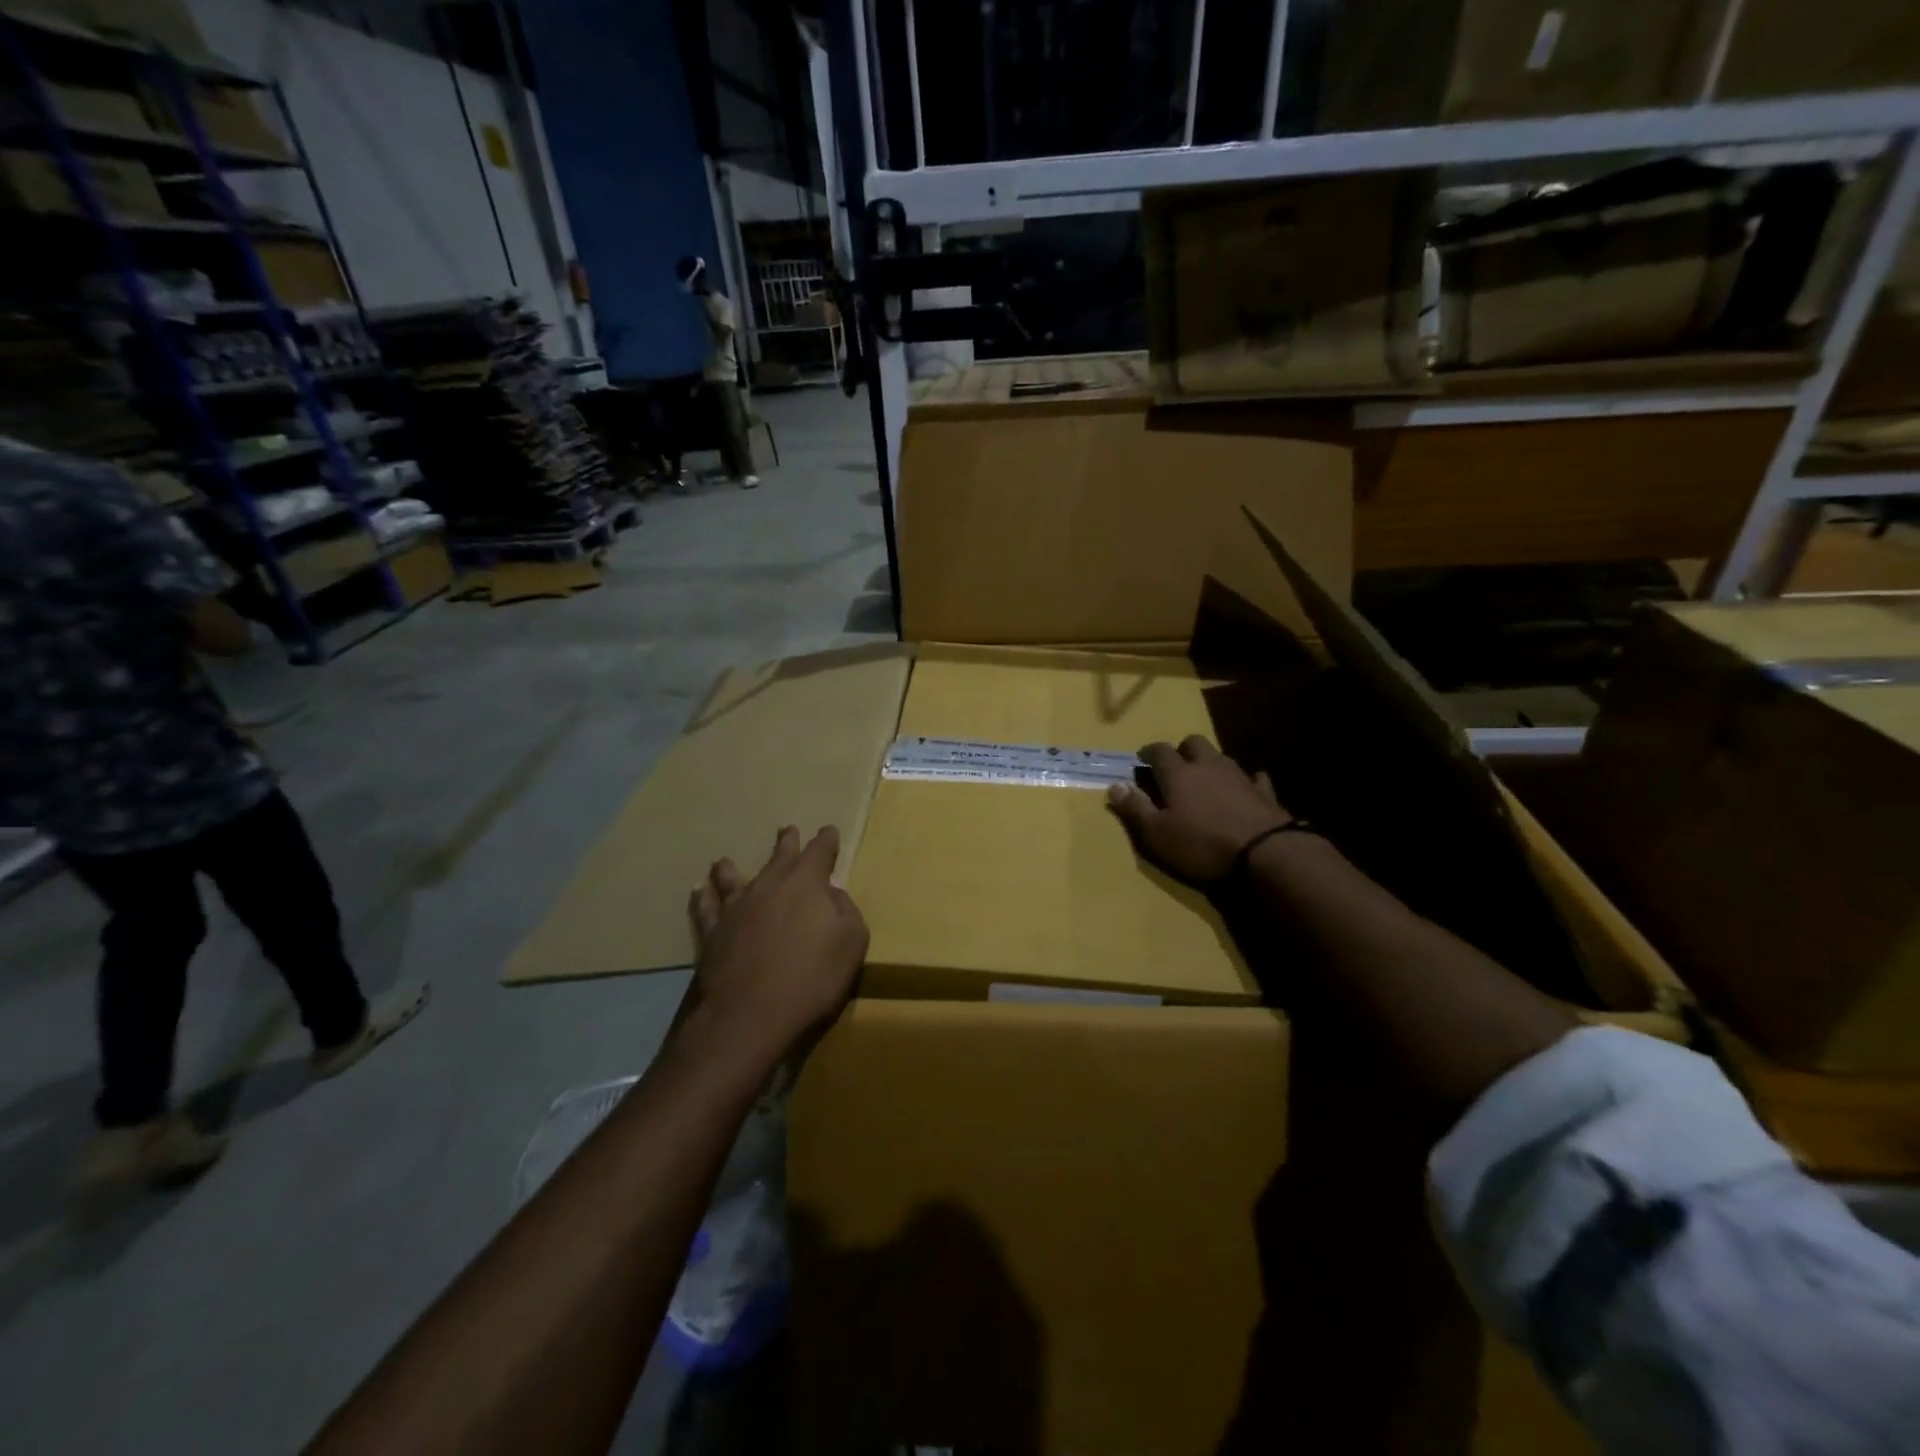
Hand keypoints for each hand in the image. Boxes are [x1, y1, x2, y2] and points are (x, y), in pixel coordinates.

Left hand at [681, 825, 868, 1075]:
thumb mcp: (851, 944)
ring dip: (733, 868)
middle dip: (788, 843)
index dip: (827, 841)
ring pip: (734, 878)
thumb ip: (846, 912)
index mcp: (806, 884)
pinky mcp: (712, 934)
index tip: (829, 831)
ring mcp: (736, 908)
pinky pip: (706, 909)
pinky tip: (699, 891)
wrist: (748, 1016)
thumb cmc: (811, 979)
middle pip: (779, 857)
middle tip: (788, 829)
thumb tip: (832, 895)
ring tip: (725, 860)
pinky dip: (704, 898)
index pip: (820, 852)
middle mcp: (769, 886)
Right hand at [1107, 736, 1292, 884]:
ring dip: (1210, 762)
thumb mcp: (1157, 833)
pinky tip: (1245, 787)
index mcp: (1178, 774)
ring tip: (1204, 778)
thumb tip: (1114, 785)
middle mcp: (1208, 766)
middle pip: (1194, 743)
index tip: (1141, 759)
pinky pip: (1254, 778)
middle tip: (1175, 765)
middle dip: (1182, 749)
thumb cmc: (1201, 844)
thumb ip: (1135, 808)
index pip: (1159, 751)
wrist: (1265, 853)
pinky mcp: (1264, 793)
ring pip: (1221, 756)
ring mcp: (1239, 776)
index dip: (1148, 752)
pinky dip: (1246, 780)